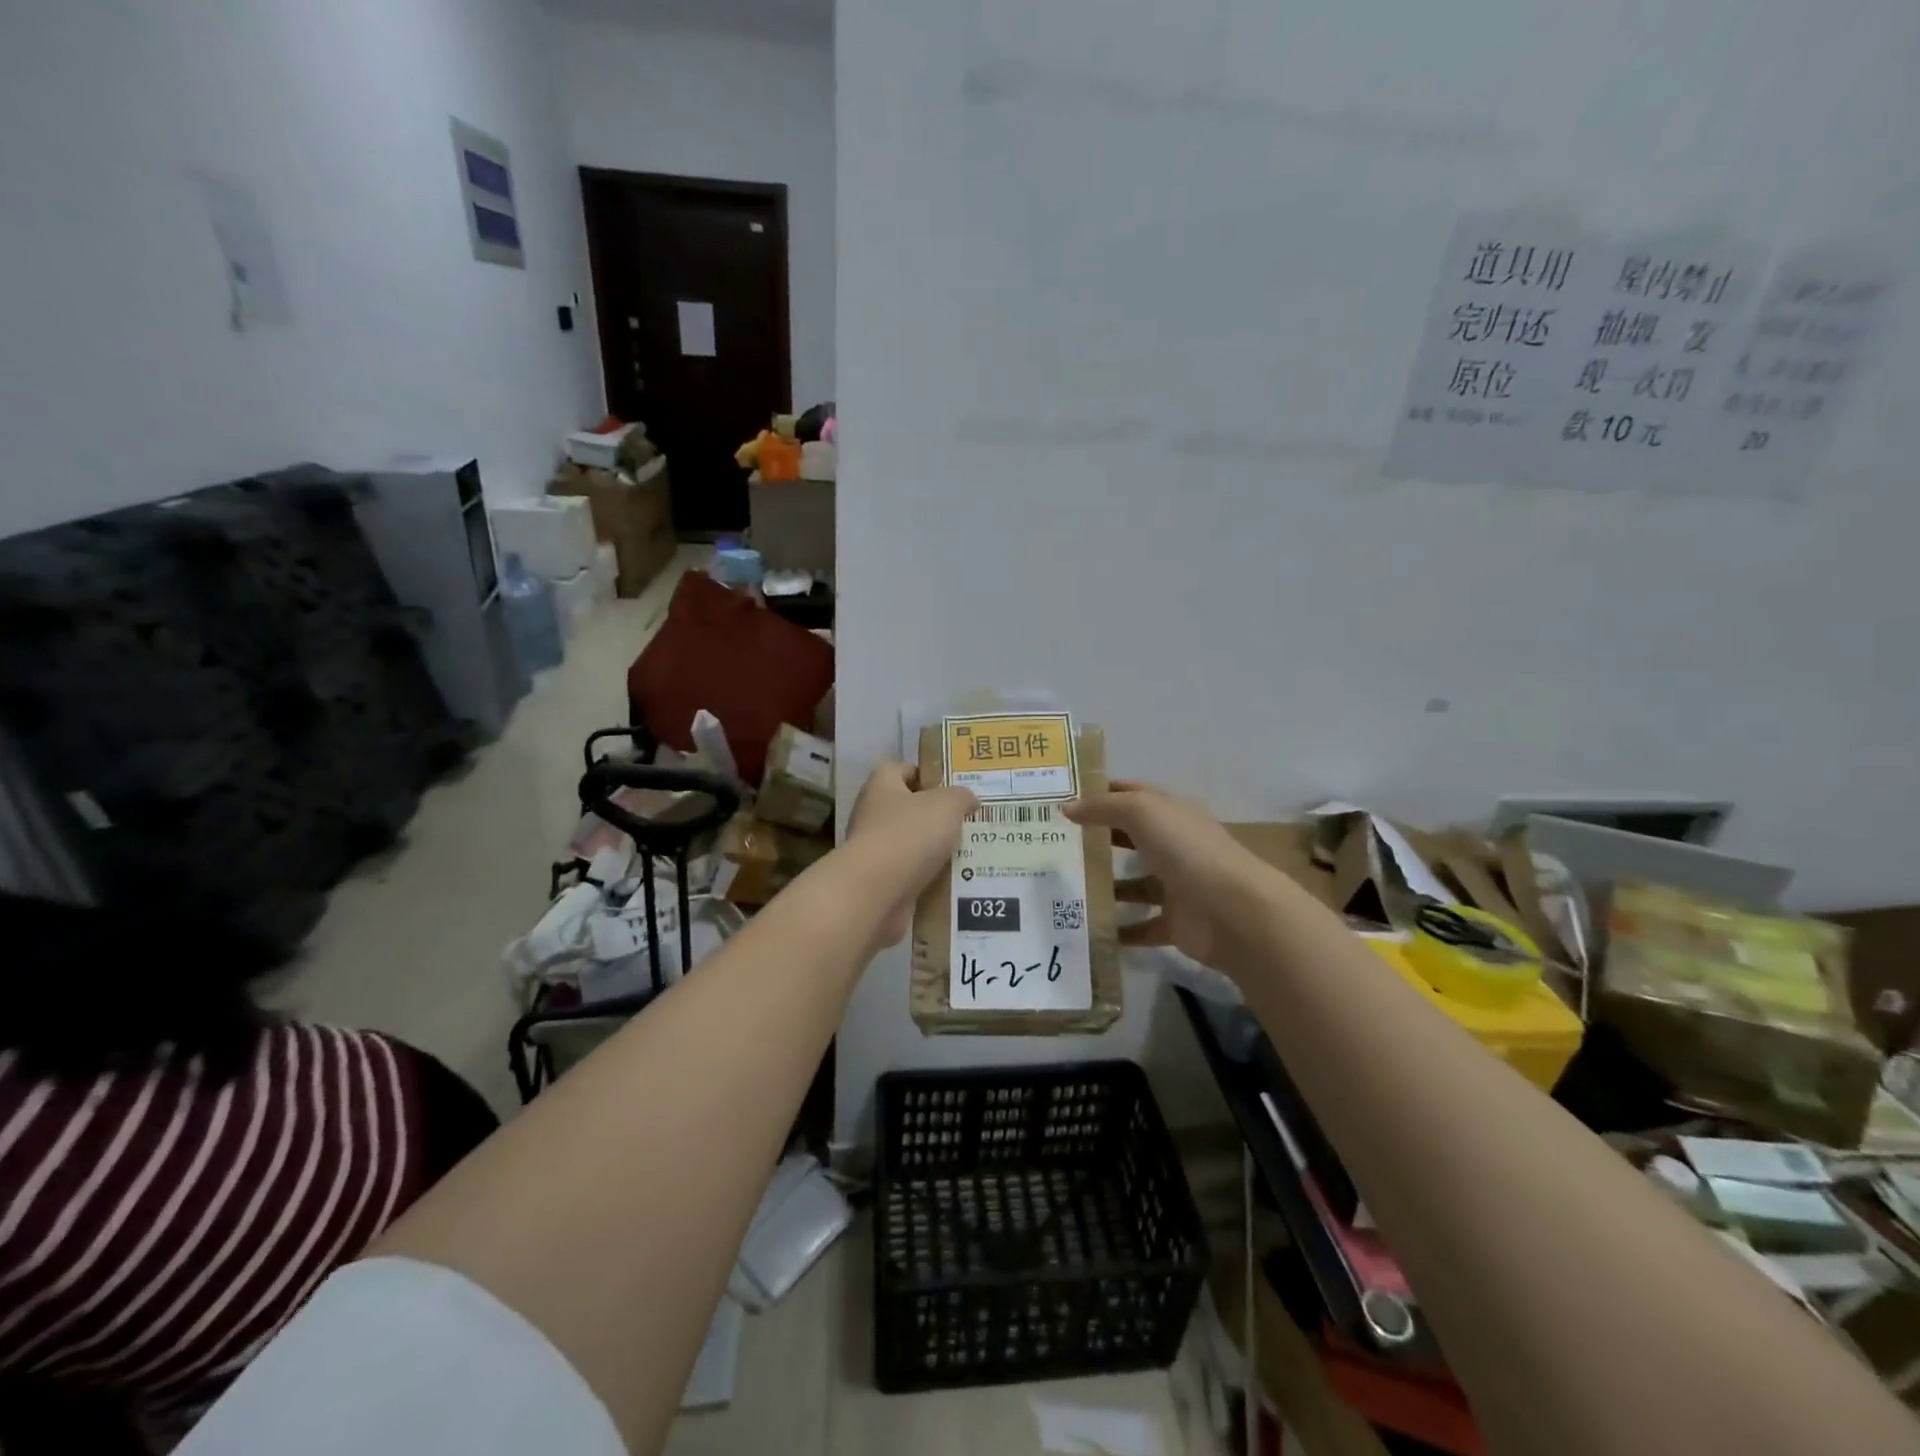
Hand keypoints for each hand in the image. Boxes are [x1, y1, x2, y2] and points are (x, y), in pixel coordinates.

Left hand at [844, 762, 977, 946]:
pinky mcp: (880, 881)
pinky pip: (912, 874)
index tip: (952, 787)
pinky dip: (930, 878)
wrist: (875, 892)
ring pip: (912, 844)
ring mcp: (874, 850)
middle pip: (909, 808)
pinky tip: (956, 881)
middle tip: (968, 822)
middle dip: (937, 815)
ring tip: (970, 852)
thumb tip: (968, 800)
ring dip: (936, 850)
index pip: (901, 769)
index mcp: (882, 786)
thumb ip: (961, 796)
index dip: (925, 774)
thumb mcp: (947, 804)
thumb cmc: (909, 835)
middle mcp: (873, 814)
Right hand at [1065, 781, 1275, 971]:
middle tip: (1055, 843)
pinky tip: (1088, 929)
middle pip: (1131, 838)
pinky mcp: (1175, 923)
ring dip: (1106, 886)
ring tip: (1065, 888)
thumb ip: (1103, 808)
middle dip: (1098, 839)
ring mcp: (1176, 885)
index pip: (1134, 794)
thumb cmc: (1186, 850)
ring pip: (1134, 884)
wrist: (1232, 911)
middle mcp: (1175, 846)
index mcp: (1172, 814)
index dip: (1103, 792)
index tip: (1065, 797)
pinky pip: (1141, 927)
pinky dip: (1119, 930)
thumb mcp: (1142, 812)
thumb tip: (1067, 807)